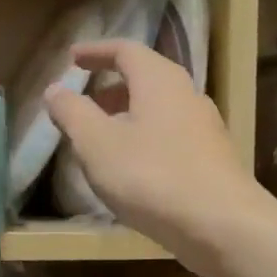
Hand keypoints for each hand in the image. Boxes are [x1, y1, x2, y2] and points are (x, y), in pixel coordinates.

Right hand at [44, 40, 261, 270]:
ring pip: (158, 110)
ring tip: (101, 140)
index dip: (96, 52)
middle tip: (84, 103)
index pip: (126, 50)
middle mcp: (187, 95)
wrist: (222, 225)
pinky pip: (170, 136)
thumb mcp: (97, 144)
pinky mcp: (211, 159)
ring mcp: (205, 128)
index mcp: (159, 81)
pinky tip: (131, 169)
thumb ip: (72, 113)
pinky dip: (144, 139)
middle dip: (110, 88)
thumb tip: (54, 90)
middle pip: (145, 79)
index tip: (72, 59)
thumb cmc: (152, 176)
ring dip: (127, 116)